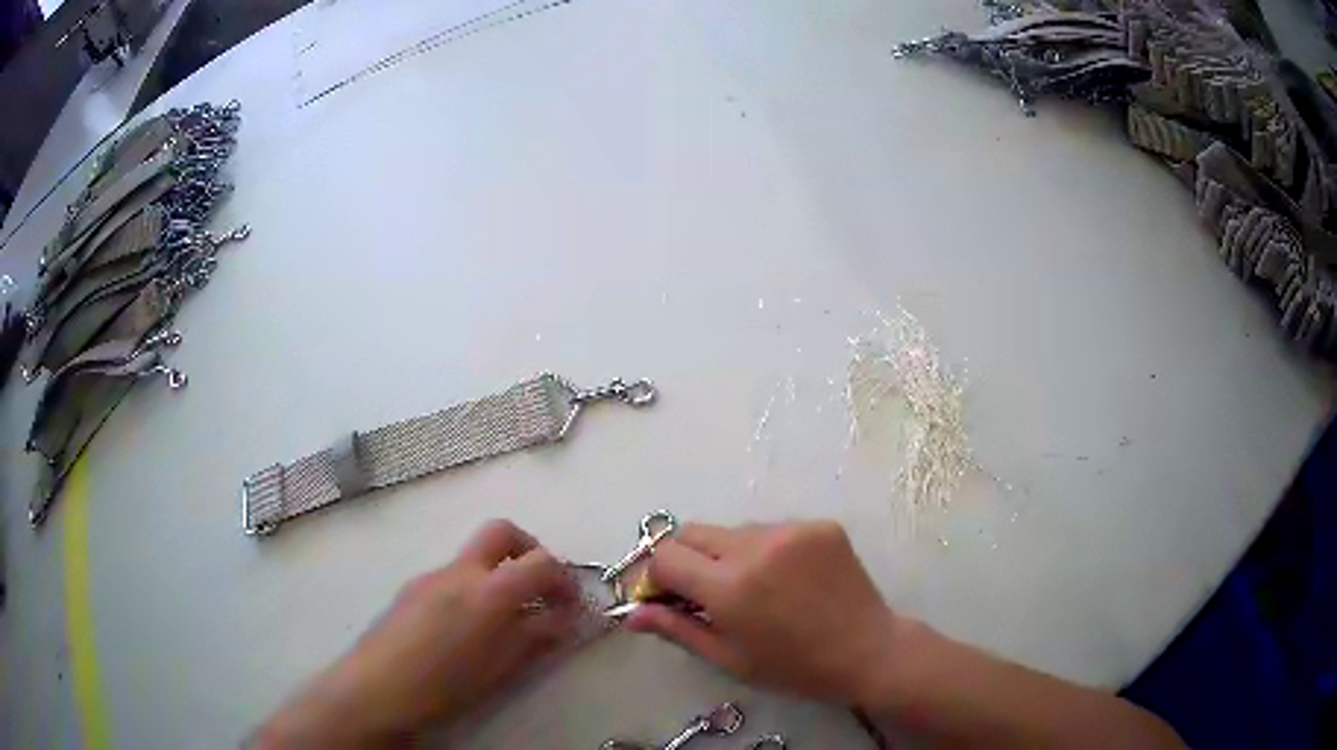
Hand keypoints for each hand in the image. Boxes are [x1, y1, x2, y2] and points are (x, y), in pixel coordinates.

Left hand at [253, 520, 578, 747]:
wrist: (376, 689)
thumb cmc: (444, 686)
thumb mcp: (501, 668)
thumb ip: (536, 637)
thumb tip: (565, 618)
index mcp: (487, 592)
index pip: (541, 561)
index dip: (564, 579)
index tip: (570, 604)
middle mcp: (459, 571)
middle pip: (502, 532)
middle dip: (530, 551)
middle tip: (539, 588)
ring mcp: (431, 575)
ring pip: (475, 556)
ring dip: (499, 572)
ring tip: (504, 619)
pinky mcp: (412, 588)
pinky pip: (452, 574)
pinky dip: (473, 587)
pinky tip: (467, 628)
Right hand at [627, 520, 899, 705]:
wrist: (868, 650)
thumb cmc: (794, 667)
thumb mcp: (729, 658)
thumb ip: (677, 629)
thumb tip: (630, 614)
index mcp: (730, 586)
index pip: (665, 556)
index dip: (656, 577)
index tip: (668, 597)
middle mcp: (756, 546)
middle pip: (693, 532)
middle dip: (687, 559)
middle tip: (705, 592)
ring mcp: (792, 530)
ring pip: (734, 530)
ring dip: (729, 554)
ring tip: (756, 588)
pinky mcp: (820, 524)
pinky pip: (773, 529)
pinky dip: (767, 549)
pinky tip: (788, 578)